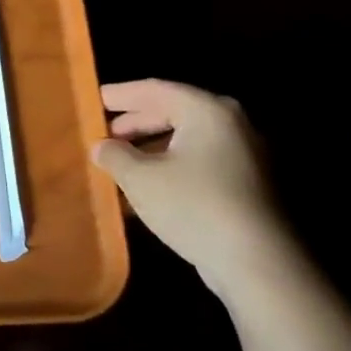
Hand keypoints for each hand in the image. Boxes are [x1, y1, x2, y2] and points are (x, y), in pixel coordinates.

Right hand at [91, 79, 292, 290]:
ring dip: (150, 148)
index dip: (122, 94)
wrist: (255, 260)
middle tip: (104, 133)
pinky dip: (170, 166)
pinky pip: (199, 162)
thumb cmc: (193, 205)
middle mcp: (231, 124)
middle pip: (174, 111)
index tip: (94, 99)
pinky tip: (146, 187)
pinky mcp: (246, 183)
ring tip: (119, 162)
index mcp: (207, 111)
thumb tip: (101, 146)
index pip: (156, 89)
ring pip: (186, 139)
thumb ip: (114, 156)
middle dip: (136, 122)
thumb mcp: (139, 178)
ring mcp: (244, 154)